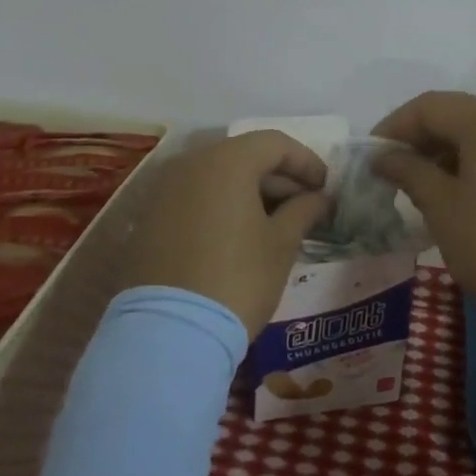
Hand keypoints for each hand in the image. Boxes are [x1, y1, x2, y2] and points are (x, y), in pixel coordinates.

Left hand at [125, 131, 330, 337]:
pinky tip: (239, 235)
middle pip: (244, 156)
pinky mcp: (150, 217)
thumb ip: (303, 211)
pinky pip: (194, 197)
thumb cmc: (238, 279)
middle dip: (278, 178)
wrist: (169, 331)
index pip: (275, 143)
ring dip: (250, 192)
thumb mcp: (281, 244)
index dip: (306, 162)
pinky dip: (221, 206)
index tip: (325, 189)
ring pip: (217, 176)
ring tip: (275, 224)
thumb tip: (319, 198)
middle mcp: (190, 163)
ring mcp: (164, 189)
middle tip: (305, 208)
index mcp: (226, 161)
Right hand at [371, 92, 475, 343]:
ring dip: (450, 155)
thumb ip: (409, 173)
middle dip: (422, 141)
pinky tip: (468, 199)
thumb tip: (385, 157)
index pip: (429, 106)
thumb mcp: (443, 209)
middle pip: (460, 116)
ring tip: (428, 192)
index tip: (371, 158)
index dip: (393, 127)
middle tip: (395, 177)